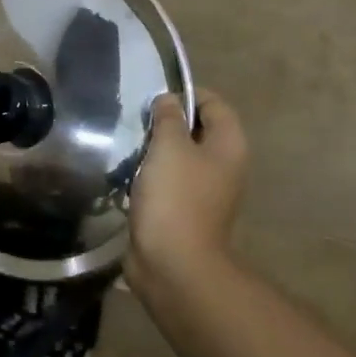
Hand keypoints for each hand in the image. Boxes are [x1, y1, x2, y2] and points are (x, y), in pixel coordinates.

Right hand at [127, 88, 248, 306]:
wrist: (173, 263)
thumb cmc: (175, 197)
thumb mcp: (169, 146)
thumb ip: (168, 118)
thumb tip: (168, 100)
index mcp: (228, 146)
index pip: (214, 104)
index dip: (186, 94)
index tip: (153, 98)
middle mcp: (222, 165)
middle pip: (197, 129)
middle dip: (167, 121)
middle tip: (135, 120)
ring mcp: (204, 190)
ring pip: (179, 155)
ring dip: (154, 149)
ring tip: (127, 144)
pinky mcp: (183, 209)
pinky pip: (167, 180)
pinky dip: (149, 173)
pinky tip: (127, 173)